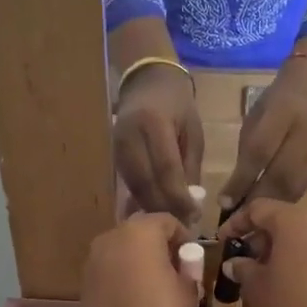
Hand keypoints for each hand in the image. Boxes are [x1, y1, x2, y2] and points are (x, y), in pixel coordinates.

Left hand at [75, 212, 202, 306]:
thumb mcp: (188, 290)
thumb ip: (188, 269)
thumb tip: (184, 263)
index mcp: (141, 230)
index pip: (167, 221)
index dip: (183, 237)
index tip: (191, 258)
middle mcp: (112, 236)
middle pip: (141, 232)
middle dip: (158, 245)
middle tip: (173, 268)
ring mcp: (94, 257)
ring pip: (123, 249)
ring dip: (139, 259)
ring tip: (154, 283)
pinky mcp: (84, 279)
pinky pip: (110, 267)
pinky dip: (123, 273)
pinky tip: (135, 295)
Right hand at [113, 65, 204, 225]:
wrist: (146, 80)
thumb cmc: (177, 104)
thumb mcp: (192, 130)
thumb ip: (190, 165)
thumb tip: (190, 201)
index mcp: (154, 124)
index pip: (166, 169)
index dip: (179, 197)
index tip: (193, 217)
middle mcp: (130, 136)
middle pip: (146, 182)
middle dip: (165, 208)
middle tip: (183, 227)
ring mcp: (117, 146)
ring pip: (134, 187)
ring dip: (152, 208)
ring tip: (170, 224)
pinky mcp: (113, 154)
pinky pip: (127, 183)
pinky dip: (140, 200)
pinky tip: (154, 212)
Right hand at [217, 199, 306, 306]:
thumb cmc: (290, 306)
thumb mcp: (257, 287)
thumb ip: (242, 268)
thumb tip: (234, 263)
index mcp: (294, 221)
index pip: (258, 209)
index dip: (236, 222)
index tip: (222, 240)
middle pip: (281, 219)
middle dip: (258, 236)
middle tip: (241, 258)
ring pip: (299, 235)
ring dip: (277, 248)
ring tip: (259, 272)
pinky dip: (295, 258)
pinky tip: (283, 282)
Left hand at [221, 50, 306, 209]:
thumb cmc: (275, 104)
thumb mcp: (254, 119)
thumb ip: (246, 153)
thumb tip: (231, 194)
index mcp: (282, 112)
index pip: (259, 152)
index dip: (241, 180)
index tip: (224, 203)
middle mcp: (304, 131)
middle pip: (280, 176)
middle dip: (256, 201)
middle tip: (237, 222)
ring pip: (293, 187)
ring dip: (271, 207)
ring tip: (252, 222)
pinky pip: (302, 189)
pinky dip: (284, 203)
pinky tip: (271, 211)